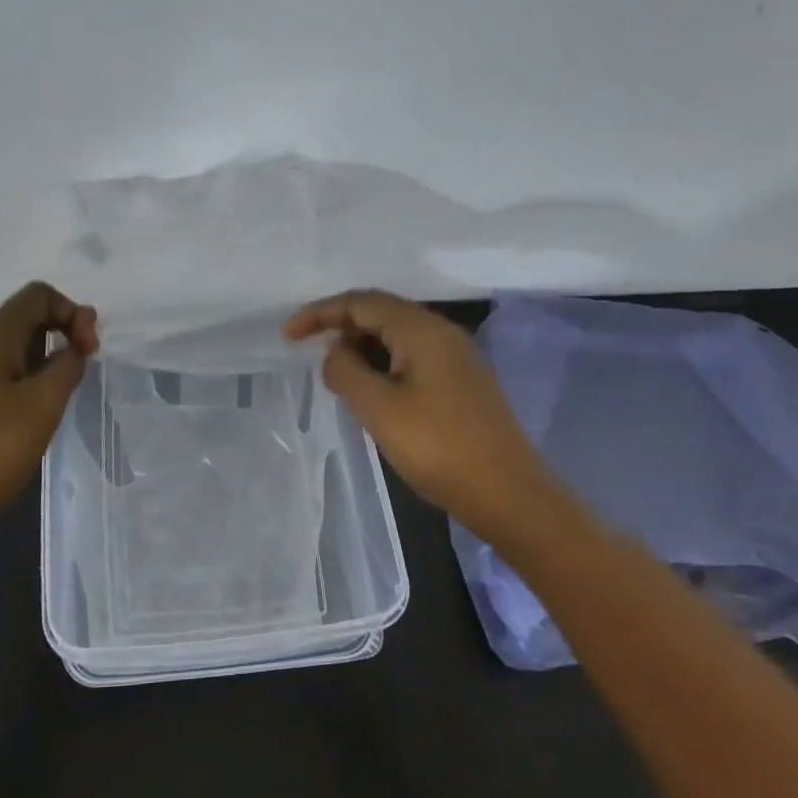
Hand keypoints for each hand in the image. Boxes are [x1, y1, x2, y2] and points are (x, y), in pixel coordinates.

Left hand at [0, 282, 98, 554]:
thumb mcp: (41, 407)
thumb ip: (66, 367)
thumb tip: (72, 348)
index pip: (38, 295)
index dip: (73, 312)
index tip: (89, 352)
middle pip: (22, 319)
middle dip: (59, 335)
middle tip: (80, 374)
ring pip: (6, 350)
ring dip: (40, 362)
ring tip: (55, 401)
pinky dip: (17, 383)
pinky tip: (23, 421)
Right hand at [285, 289, 541, 536]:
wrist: (510, 495)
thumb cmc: (439, 448)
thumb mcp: (379, 409)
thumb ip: (346, 371)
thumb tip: (335, 353)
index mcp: (422, 330)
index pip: (361, 302)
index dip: (320, 313)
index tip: (288, 335)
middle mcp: (441, 332)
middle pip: (381, 312)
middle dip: (340, 325)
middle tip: (309, 351)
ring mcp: (456, 357)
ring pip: (397, 335)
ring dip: (362, 345)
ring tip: (337, 373)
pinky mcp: (462, 381)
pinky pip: (412, 356)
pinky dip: (382, 362)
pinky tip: (372, 389)